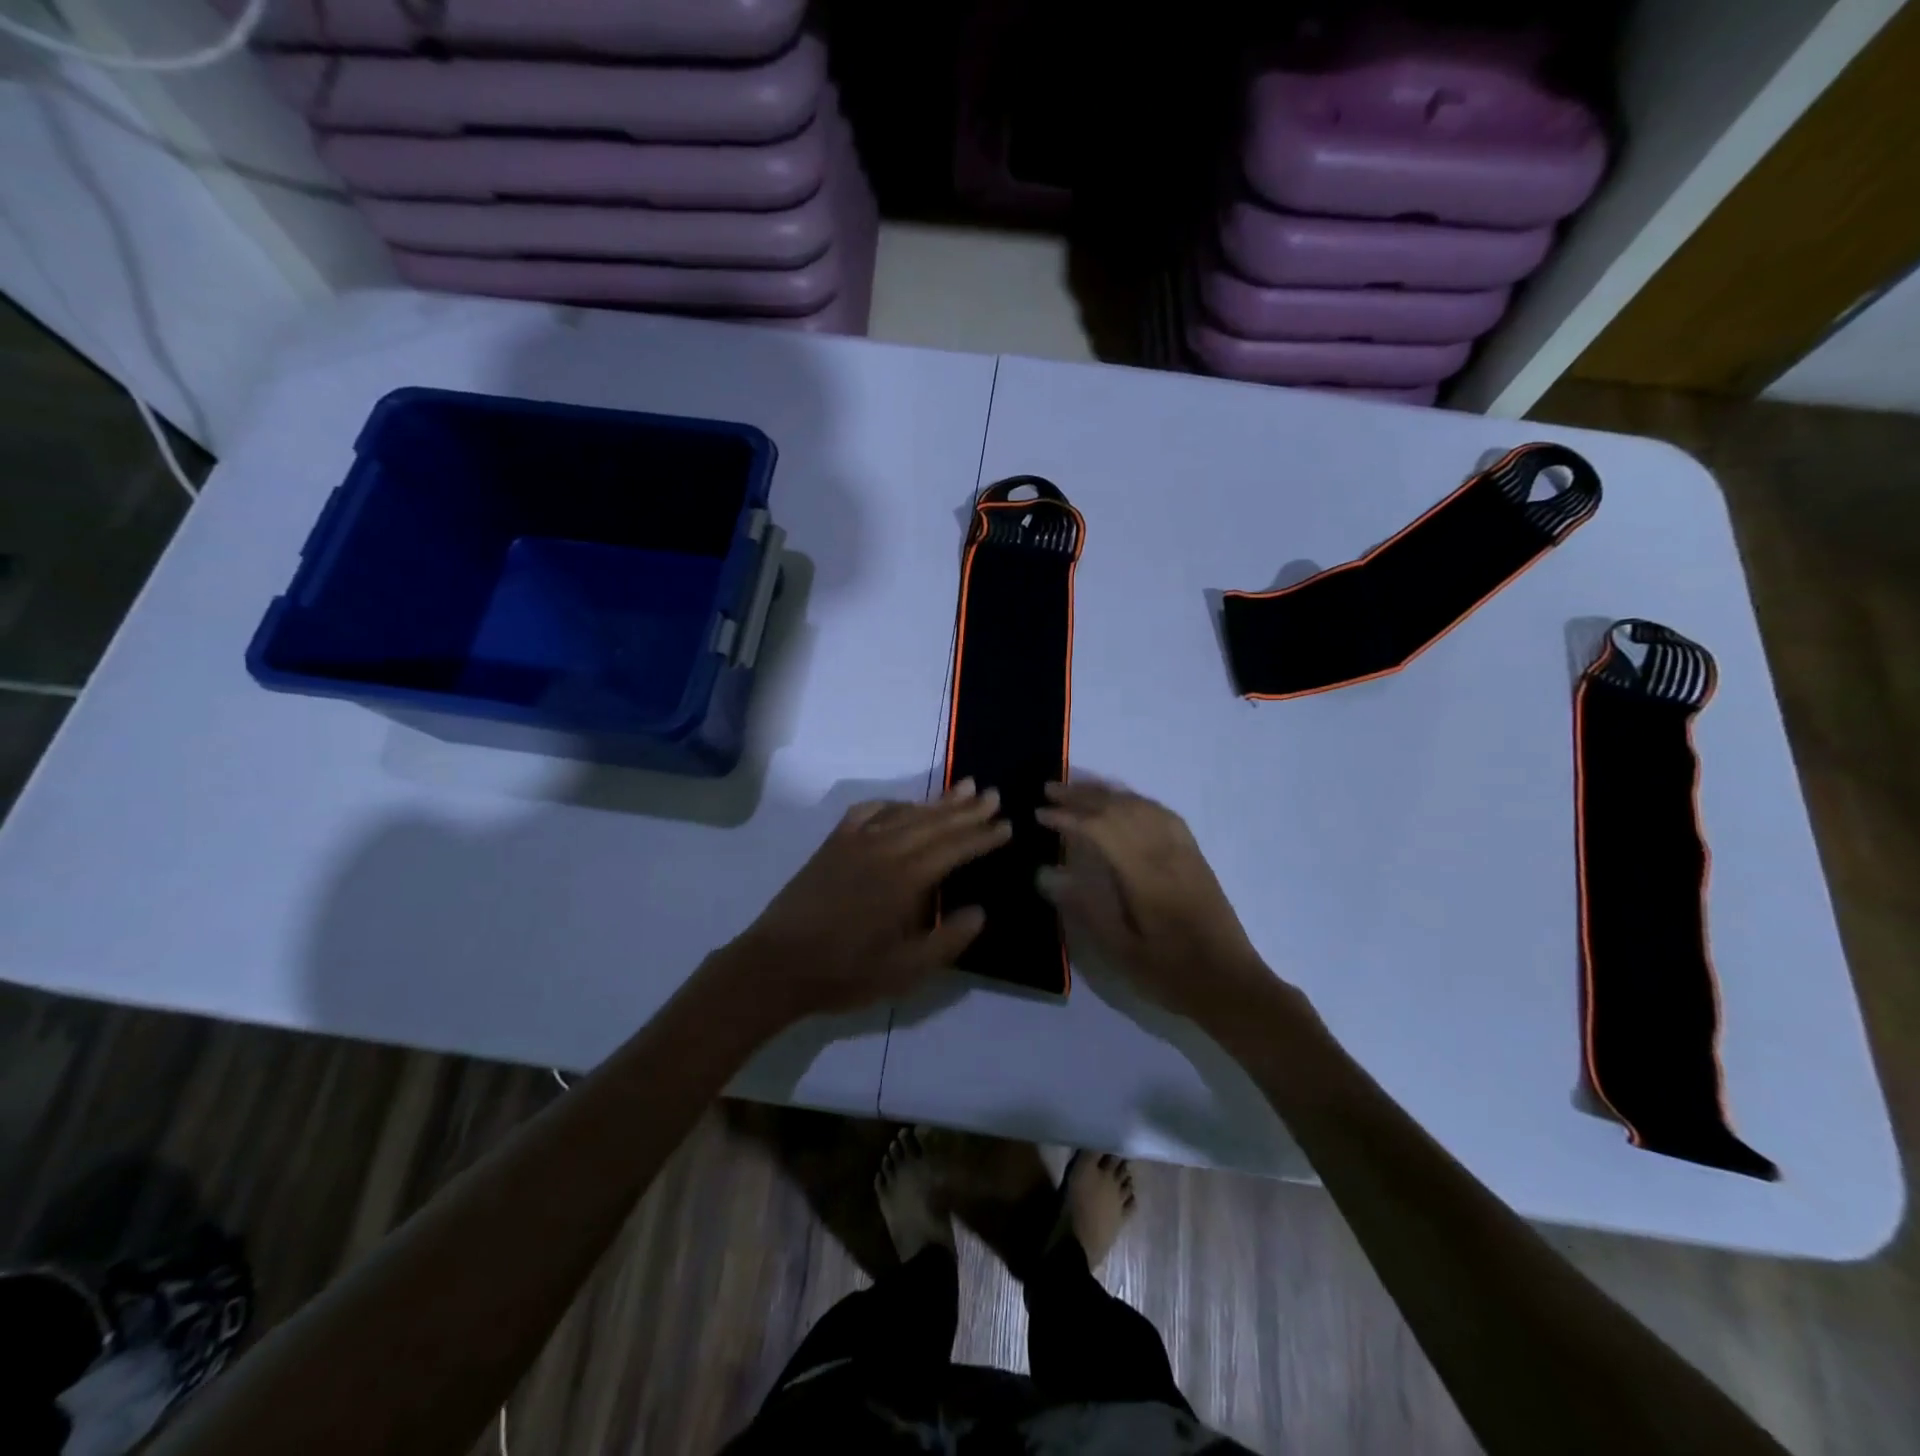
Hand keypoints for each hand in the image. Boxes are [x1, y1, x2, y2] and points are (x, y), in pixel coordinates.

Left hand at [722, 780, 1010, 1020]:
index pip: (955, 849)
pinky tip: (903, 804)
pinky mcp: (834, 844)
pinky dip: (891, 804)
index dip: (983, 837)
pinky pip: (868, 812)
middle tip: (993, 795)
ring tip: (963, 789)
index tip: (1007, 825)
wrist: (776, 965)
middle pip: (934, 823)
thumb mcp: (905, 972)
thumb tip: (980, 911)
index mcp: (906, 880)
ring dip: (936, 802)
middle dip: (967, 810)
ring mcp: (856, 842)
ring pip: (905, 813)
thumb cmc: (844, 973)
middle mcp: (885, 850)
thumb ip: (947, 941)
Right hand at [1035, 779, 1278, 1025]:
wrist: (1232, 984)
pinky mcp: (1194, 855)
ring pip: (1140, 805)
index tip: (1039, 814)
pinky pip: (1162, 813)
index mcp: (1144, 875)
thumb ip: (1084, 907)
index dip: (1067, 818)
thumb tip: (1046, 873)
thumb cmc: (1171, 973)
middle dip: (1081, 796)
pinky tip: (1123, 803)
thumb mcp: (1121, 951)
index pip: (1100, 829)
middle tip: (1048, 791)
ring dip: (1106, 793)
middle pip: (1119, 808)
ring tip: (1077, 789)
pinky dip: (1135, 800)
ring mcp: (1183, 850)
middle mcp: (1164, 852)